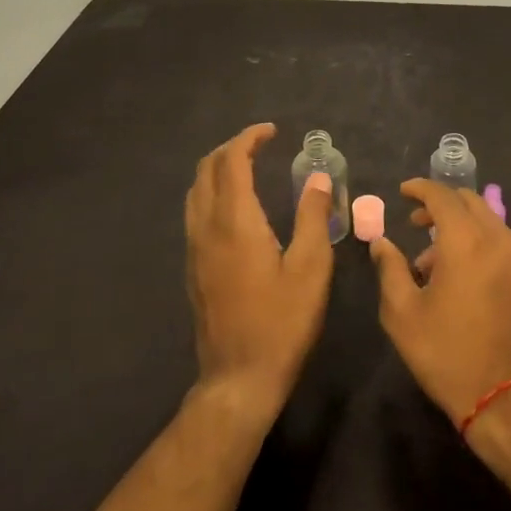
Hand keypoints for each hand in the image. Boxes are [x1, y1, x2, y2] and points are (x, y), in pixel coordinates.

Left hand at [184, 123, 333, 420]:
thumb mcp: (312, 268)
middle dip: (230, 148)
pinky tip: (235, 207)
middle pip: (207, 170)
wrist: (239, 378)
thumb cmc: (282, 322)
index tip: (272, 131)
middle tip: (260, 145)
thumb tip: (317, 179)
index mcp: (235, 222)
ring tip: (247, 167)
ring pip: (196, 191)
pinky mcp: (193, 268)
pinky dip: (212, 192)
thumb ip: (313, 217)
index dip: (249, 139)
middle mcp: (207, 228)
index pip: (232, 162)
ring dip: (218, 169)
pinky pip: (195, 213)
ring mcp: (195, 249)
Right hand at [370, 179, 510, 429]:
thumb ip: (390, 269)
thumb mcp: (403, 314)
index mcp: (467, 240)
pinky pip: (499, 242)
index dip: (420, 188)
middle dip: (440, 204)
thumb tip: (381, 243)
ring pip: (487, 220)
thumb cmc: (448, 354)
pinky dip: (477, 241)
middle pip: (469, 201)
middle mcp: (498, 238)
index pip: (442, 195)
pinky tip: (458, 275)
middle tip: (414, 222)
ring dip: (458, 225)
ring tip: (430, 260)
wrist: (508, 399)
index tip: (402, 192)